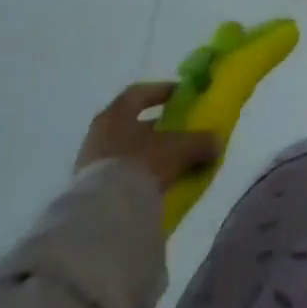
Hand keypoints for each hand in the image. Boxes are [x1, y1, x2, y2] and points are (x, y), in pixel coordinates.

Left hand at [75, 83, 219, 192]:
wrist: (102, 216)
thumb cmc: (141, 164)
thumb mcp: (180, 149)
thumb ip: (201, 142)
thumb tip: (216, 142)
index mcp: (117, 113)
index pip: (140, 92)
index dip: (163, 91)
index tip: (182, 96)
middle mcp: (100, 133)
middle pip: (134, 123)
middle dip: (159, 128)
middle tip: (182, 133)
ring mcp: (91, 163)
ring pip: (127, 150)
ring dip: (149, 154)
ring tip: (174, 163)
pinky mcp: (90, 191)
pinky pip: (121, 175)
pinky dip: (140, 176)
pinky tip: (158, 185)